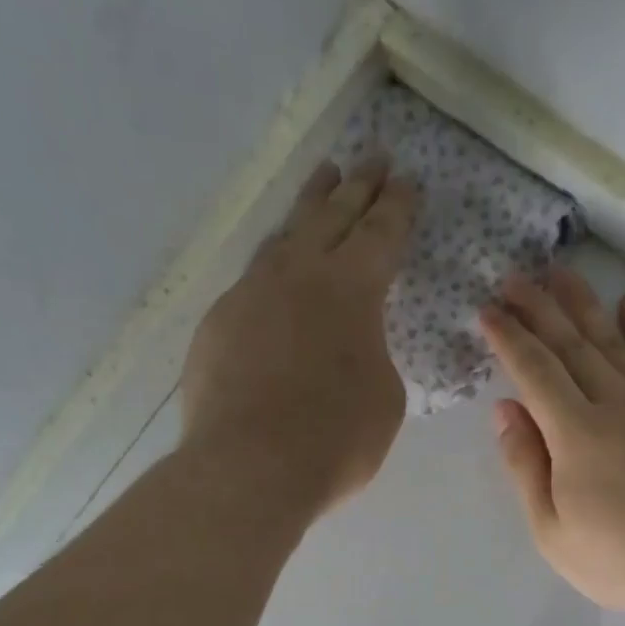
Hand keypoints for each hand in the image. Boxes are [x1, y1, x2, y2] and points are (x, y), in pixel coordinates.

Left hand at [181, 156, 418, 513]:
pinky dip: (273, 271)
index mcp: (352, 290)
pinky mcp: (217, 325)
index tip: (407, 181)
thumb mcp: (383, 400)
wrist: (250, 468)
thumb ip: (373, 358)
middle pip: (332, 217)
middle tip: (373, 158)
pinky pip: (252, 284)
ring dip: (309, 208)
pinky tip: (275, 278)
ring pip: (285, 239)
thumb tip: (349, 348)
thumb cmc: (335, 439)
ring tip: (322, 183)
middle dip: (358, 187)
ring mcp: (250, 295)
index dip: (398, 208)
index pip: (381, 234)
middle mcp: (299, 276)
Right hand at [481, 268, 624, 614]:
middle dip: (539, 308)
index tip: (488, 311)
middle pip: (571, 344)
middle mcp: (616, 402)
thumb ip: (526, 468)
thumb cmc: (622, 562)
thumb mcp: (553, 533)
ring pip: (615, 339)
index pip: (534, 371)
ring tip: (561, 274)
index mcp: (575, 435)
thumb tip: (505, 409)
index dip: (509, 338)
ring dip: (585, 304)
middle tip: (514, 277)